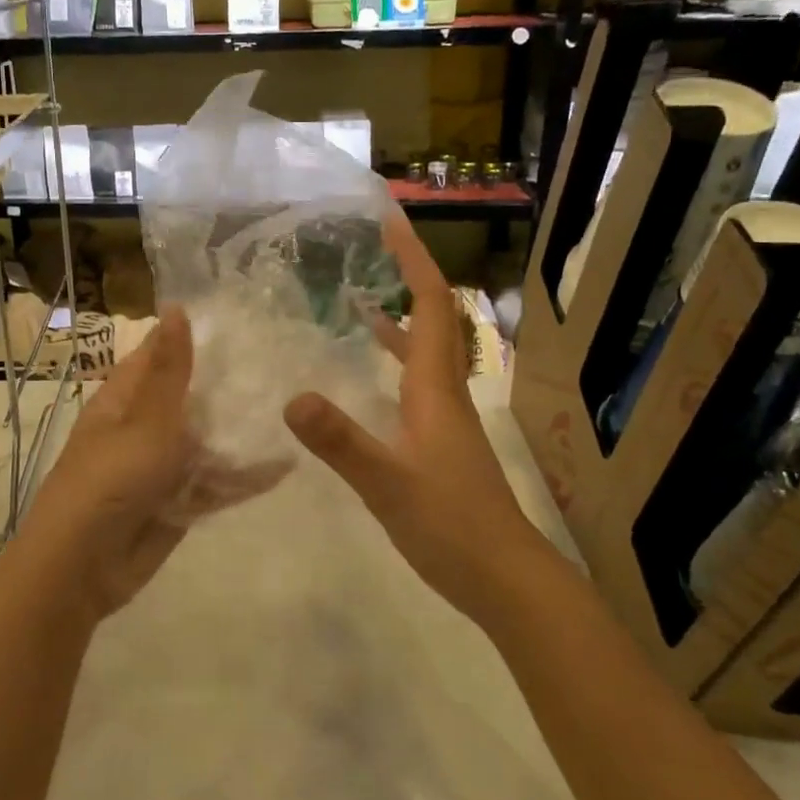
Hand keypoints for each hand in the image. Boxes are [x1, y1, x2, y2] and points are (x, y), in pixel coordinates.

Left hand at [15, 308, 286, 622]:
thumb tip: (176, 308)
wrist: (82, 569)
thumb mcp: (144, 421)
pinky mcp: (178, 503)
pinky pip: (215, 483)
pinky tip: (284, 465)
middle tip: (284, 367)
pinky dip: (243, 477)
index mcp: (125, 400)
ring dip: (240, 433)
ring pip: (207, 442)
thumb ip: (169, 371)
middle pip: (191, 399)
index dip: (195, 340)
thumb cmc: (109, 482)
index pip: (161, 356)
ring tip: (293, 411)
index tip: (243, 324)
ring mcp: (162, 467)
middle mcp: (144, 428)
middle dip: (229, 388)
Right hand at [284, 211, 542, 622]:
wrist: (505, 579)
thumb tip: (293, 397)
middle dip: (408, 273)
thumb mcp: (388, 484)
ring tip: (361, 292)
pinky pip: (416, 378)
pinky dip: (395, 356)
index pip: (429, 305)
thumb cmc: (451, 526)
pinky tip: (371, 368)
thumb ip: (341, 442)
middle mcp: (444, 391)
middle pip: (433, 316)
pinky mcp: (440, 439)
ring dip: (401, 312)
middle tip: (375, 243)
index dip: (413, 260)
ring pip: (426, 348)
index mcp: (435, 388)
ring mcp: (445, 415)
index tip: (391, 220)